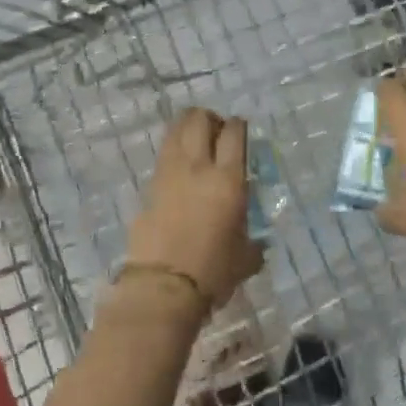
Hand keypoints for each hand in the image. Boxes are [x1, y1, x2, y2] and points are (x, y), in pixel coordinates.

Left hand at [123, 109, 263, 308]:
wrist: (164, 287)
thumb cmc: (213, 272)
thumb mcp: (246, 258)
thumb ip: (253, 242)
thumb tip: (256, 242)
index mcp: (228, 180)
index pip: (234, 134)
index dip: (239, 125)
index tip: (241, 129)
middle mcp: (198, 167)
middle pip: (199, 120)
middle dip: (209, 118)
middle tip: (216, 130)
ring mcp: (169, 173)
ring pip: (175, 130)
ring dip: (186, 127)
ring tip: (195, 139)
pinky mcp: (149, 187)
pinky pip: (163, 155)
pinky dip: (172, 150)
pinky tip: (179, 165)